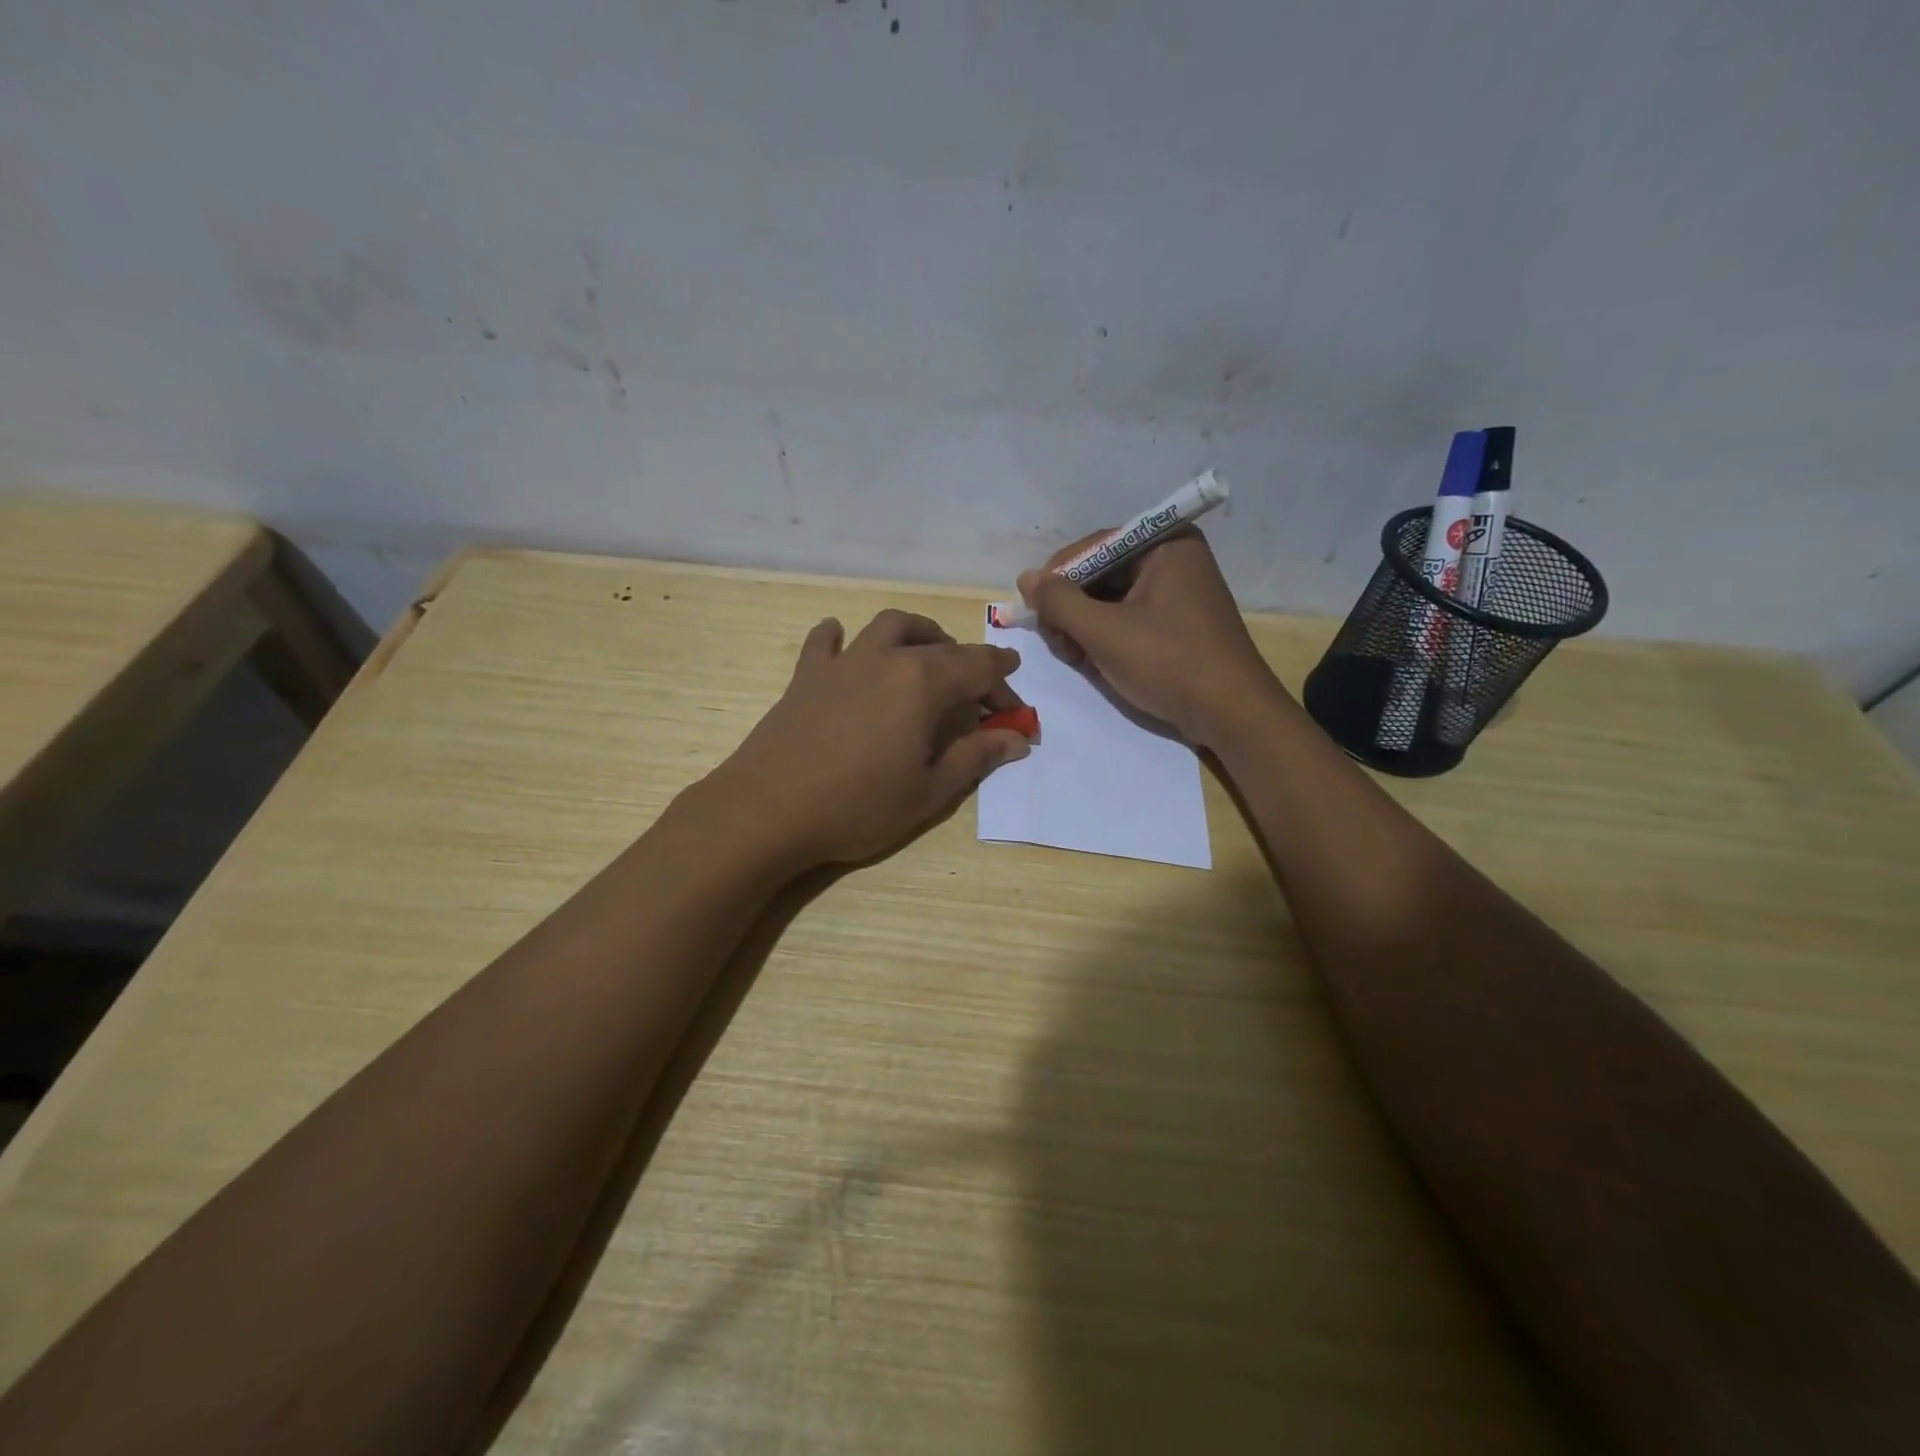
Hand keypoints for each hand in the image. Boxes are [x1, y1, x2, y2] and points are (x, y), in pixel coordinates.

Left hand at [709, 609, 1029, 868]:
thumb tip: (1016, 738)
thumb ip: (975, 757)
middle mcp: (886, 659)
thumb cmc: (858, 805)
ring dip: (918, 633)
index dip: (1003, 685)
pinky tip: (842, 639)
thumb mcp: (929, 790)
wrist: (768, 809)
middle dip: (971, 664)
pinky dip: (839, 637)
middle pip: (941, 647)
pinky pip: (825, 642)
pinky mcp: (806, 676)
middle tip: (981, 693)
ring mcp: (843, 663)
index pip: (979, 669)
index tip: (1015, 707)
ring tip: (929, 653)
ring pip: (889, 627)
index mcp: (923, 683)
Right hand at [1018, 529, 1278, 746]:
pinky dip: (1105, 637)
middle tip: (1058, 644)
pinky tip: (1094, 662)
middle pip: (1100, 573)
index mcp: (1165, 544)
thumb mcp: (1105, 633)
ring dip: (1084, 627)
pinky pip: (1128, 617)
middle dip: (1072, 608)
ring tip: (1076, 658)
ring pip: (1110, 598)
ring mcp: (1177, 591)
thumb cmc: (1170, 664)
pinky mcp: (1177, 622)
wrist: (1232, 715)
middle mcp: (1173, 558)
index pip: (1094, 547)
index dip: (1058, 577)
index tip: (1034, 611)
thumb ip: (1060, 602)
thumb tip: (1026, 578)